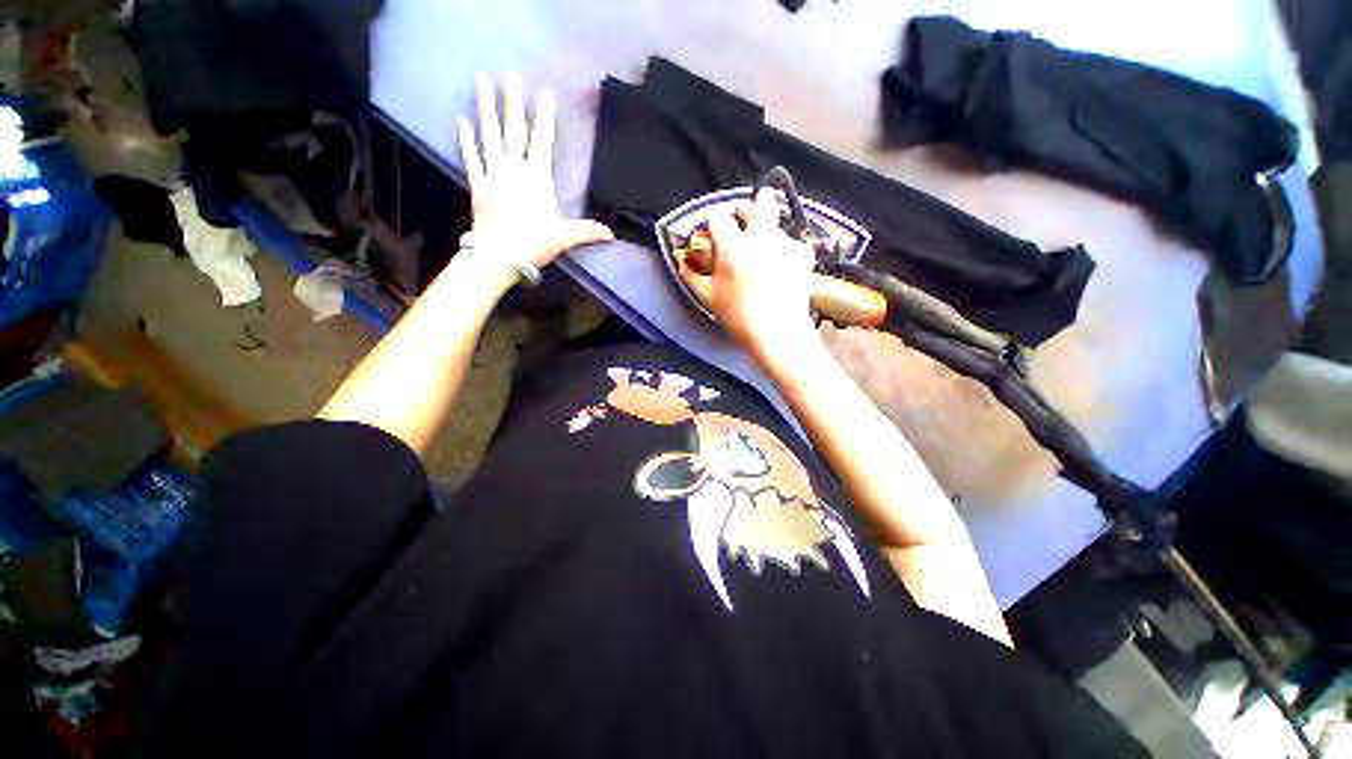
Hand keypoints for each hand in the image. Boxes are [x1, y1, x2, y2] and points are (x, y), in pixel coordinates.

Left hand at [456, 74, 613, 270]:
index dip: (544, 117)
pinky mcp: (478, 187)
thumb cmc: (534, 244)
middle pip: (513, 131)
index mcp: (537, 180)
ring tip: (480, 81)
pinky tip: (462, 121)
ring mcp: (493, 176)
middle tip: (508, 74)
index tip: (545, 92)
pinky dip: (466, 141)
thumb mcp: (565, 237)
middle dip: (512, 102)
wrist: (499, 257)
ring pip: (490, 137)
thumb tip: (612, 234)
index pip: (542, 142)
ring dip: (486, 109)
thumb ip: (588, 231)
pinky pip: (471, 159)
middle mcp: (514, 171)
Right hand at [678, 189, 821, 364]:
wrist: (778, 334)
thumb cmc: (738, 317)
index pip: (718, 217)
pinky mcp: (801, 255)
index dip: (713, 224)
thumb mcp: (707, 297)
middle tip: (741, 222)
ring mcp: (785, 244)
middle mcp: (761, 237)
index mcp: (733, 246)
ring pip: (776, 221)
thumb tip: (680, 257)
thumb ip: (690, 273)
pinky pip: (790, 241)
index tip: (713, 235)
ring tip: (760, 250)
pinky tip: (777, 266)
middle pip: (758, 202)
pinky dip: (781, 247)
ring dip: (766, 228)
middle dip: (747, 208)